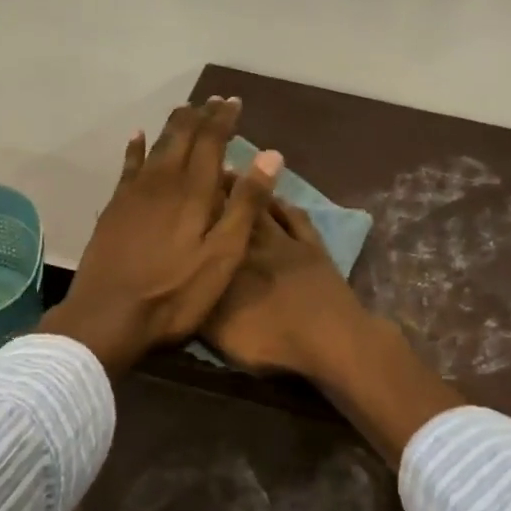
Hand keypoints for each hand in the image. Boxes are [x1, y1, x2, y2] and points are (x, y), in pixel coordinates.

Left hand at [39, 97, 282, 373]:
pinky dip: (135, 148)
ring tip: (185, 111)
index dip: (223, 119)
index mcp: (193, 191)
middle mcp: (162, 181)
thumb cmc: (175, 292)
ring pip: (156, 146)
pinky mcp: (115, 208)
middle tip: (213, 101)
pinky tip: (137, 136)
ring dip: (173, 126)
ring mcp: (134, 193)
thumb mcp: (223, 255)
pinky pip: (127, 166)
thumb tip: (270, 155)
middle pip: (182, 137)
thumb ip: (245, 204)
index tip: (234, 102)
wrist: (109, 315)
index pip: (211, 141)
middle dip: (199, 116)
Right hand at [203, 195, 464, 468]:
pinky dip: (284, 205)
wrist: (332, 340)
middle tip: (203, 169)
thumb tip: (179, 280)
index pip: (207, 226)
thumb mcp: (220, 332)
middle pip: (233, 209)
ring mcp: (287, 242)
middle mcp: (254, 242)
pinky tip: (279, 197)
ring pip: (263, 207)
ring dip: (248, 189)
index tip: (180, 188)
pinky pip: (296, 218)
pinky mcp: (314, 248)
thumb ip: (197, 303)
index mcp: (228, 260)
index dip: (194, 206)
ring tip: (231, 172)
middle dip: (217, 189)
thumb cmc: (272, 340)